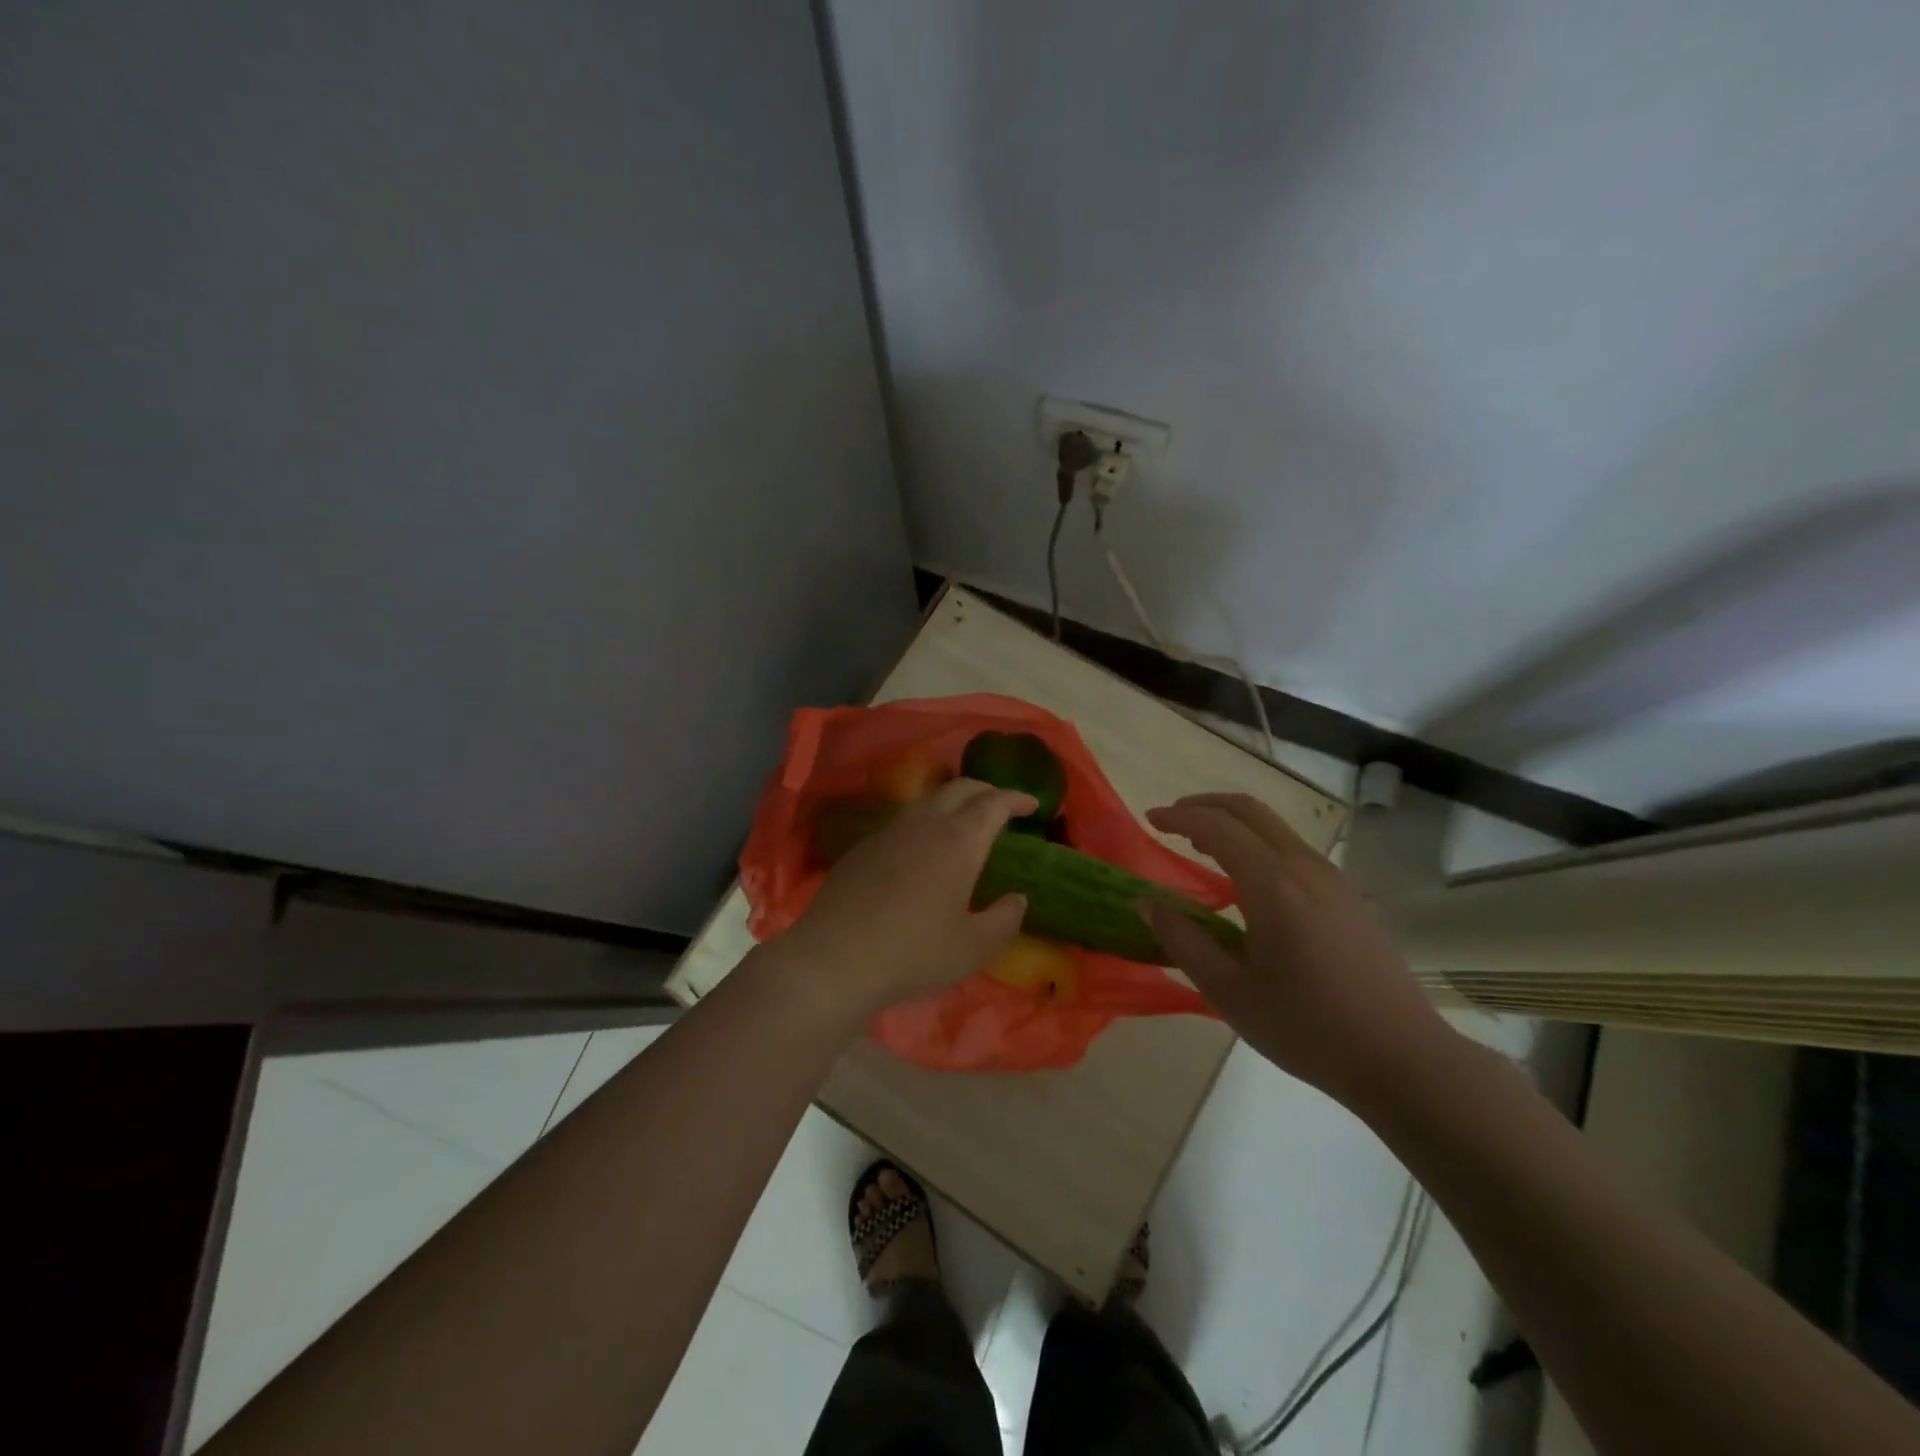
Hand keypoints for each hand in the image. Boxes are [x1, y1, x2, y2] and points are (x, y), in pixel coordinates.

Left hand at [771, 778, 1035, 1025]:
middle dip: (986, 790)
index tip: (1032, 804)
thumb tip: (1018, 898)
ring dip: (954, 800)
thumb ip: (1004, 920)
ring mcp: (890, 830)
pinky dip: (926, 819)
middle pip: (961, 787)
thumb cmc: (913, 952)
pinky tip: (923, 846)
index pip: (994, 803)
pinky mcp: (864, 845)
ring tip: (964, 820)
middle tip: (1001, 805)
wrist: (835, 957)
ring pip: (929, 798)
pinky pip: (904, 818)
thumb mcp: (973, 947)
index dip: (1016, 798)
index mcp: (960, 840)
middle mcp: (926, 823)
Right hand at [1144, 793, 1451, 1109]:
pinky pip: (1294, 850)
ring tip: (1202, 848)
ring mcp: (1333, 879)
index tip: (1149, 820)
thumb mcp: (1230, 992)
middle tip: (1171, 821)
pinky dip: (1258, 845)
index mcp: (1273, 884)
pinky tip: (1248, 882)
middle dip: (1205, 806)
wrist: (1404, 1059)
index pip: (1216, 827)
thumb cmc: (1307, 1028)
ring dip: (1233, 824)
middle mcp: (1304, 867)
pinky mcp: (1349, 897)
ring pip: (1275, 827)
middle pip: (1248, 810)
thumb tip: (1147, 902)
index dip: (1178, 817)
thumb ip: (1183, 941)